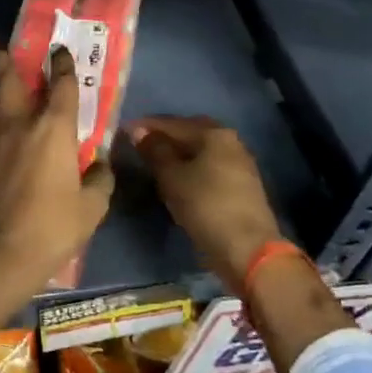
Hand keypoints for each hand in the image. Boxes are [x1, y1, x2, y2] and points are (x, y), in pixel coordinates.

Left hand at [0, 43, 113, 294]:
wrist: (5, 253)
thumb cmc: (55, 228)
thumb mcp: (93, 207)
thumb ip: (100, 179)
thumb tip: (101, 163)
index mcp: (53, 131)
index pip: (61, 87)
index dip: (62, 65)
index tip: (59, 50)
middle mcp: (17, 125)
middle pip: (8, 82)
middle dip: (5, 60)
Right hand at [128, 115, 284, 286]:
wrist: (248, 249)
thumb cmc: (205, 206)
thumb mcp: (172, 177)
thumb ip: (154, 150)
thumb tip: (138, 131)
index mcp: (214, 134)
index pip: (173, 123)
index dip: (146, 126)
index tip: (123, 131)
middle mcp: (231, 141)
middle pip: (190, 133)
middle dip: (164, 137)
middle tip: (139, 144)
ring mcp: (239, 164)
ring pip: (200, 151)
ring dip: (177, 153)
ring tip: (153, 162)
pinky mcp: (241, 185)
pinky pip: (209, 167)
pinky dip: (190, 167)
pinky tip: (176, 177)